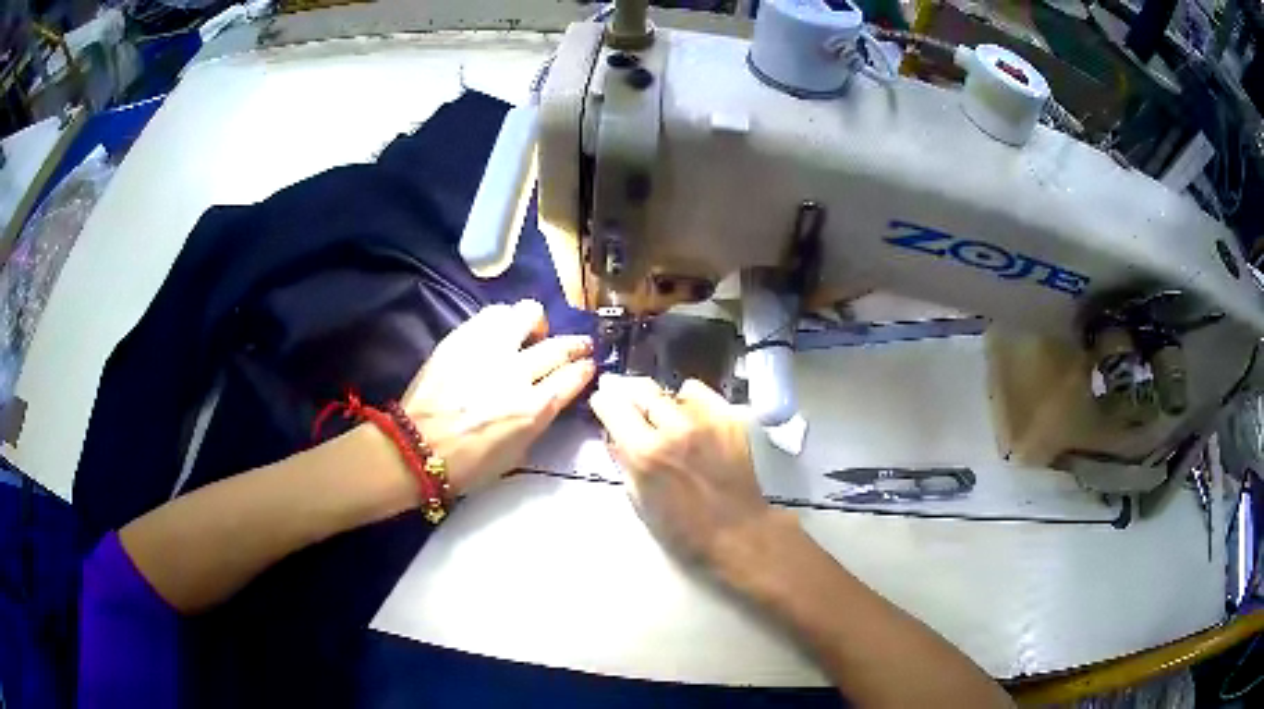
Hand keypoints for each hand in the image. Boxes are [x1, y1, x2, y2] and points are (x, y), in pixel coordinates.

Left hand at [402, 300, 594, 494]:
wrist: (416, 448)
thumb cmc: (469, 463)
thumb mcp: (517, 453)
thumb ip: (538, 419)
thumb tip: (549, 397)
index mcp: (532, 409)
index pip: (573, 376)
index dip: (584, 369)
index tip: (587, 366)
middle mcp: (515, 373)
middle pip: (558, 345)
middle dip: (576, 344)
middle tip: (577, 345)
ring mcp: (487, 350)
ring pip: (526, 314)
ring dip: (536, 323)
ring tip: (529, 333)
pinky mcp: (461, 338)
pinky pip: (492, 315)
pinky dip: (504, 320)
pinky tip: (500, 332)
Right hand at [588, 374, 772, 563]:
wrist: (738, 531)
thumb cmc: (683, 528)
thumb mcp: (638, 498)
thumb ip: (624, 459)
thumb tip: (614, 433)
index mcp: (646, 452)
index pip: (612, 404)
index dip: (604, 403)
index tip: (605, 404)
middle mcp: (675, 428)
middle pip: (641, 388)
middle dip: (631, 395)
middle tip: (631, 406)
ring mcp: (707, 419)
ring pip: (673, 390)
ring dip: (664, 402)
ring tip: (668, 420)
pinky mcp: (730, 418)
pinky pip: (702, 395)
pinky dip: (692, 404)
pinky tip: (694, 422)